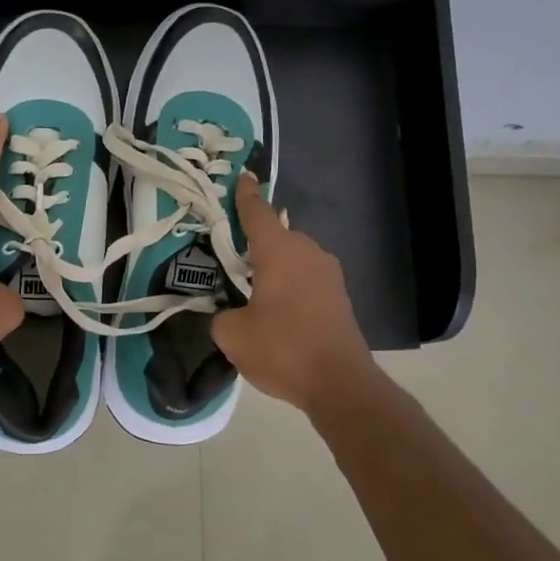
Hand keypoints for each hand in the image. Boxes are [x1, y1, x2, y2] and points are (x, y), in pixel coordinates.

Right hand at [211, 172, 375, 413]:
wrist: (339, 383)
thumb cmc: (282, 349)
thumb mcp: (232, 334)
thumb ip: (220, 315)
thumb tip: (226, 313)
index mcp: (279, 251)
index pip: (257, 213)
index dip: (245, 195)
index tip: (242, 177)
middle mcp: (307, 252)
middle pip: (276, 235)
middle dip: (254, 240)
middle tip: (230, 252)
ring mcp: (328, 274)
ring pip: (293, 258)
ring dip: (273, 265)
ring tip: (250, 284)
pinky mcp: (338, 297)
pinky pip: (305, 278)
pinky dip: (289, 283)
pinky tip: (275, 306)